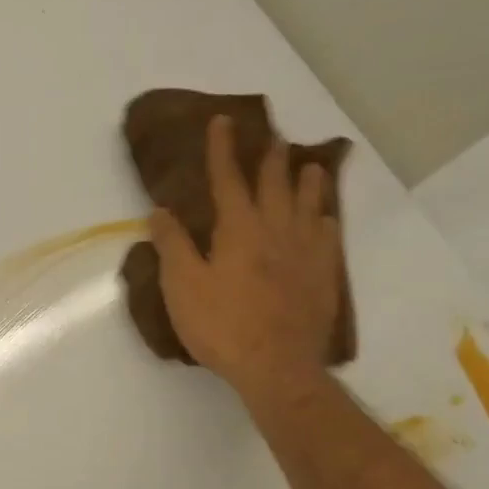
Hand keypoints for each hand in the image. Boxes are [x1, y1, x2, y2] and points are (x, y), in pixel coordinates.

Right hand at [149, 114, 344, 403]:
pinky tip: (327, 221)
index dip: (222, 149)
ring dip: (308, 182)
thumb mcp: (182, 287)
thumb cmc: (222, 325)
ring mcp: (305, 253)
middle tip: (273, 136)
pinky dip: (325, 222)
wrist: (277, 366)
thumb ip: (172, 245)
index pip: (228, 179)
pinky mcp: (323, 277)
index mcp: (239, 229)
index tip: (222, 121)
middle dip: (270, 157)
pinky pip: (328, 238)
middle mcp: (277, 231)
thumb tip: (160, 211)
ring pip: (310, 206)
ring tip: (311, 166)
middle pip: (275, 184)